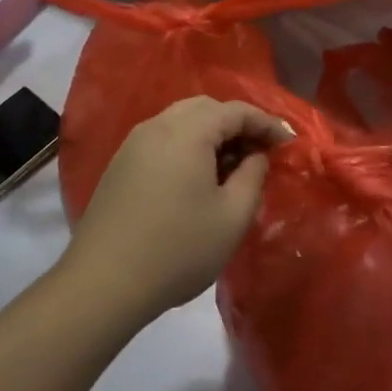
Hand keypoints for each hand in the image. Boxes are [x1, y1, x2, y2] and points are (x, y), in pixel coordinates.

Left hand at [64, 97, 291, 320]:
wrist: (104, 282)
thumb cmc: (178, 249)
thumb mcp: (232, 217)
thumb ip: (253, 176)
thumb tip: (256, 155)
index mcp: (187, 132)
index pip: (235, 111)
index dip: (266, 123)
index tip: (288, 144)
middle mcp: (157, 126)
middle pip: (205, 108)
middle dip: (237, 124)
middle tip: (260, 153)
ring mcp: (133, 144)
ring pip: (181, 121)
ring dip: (210, 134)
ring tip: (231, 167)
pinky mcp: (120, 164)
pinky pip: (162, 139)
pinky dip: (187, 146)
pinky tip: (196, 178)